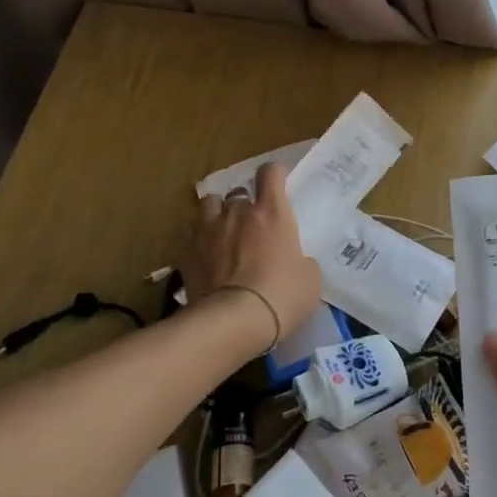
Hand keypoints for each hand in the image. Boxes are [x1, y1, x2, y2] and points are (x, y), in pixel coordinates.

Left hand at [182, 163, 321, 349]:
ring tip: (222, 231)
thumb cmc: (282, 296)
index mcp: (271, 213)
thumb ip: (301, 260)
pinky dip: (198, 242)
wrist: (234, 322)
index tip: (278, 183)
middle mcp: (238, 213)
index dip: (274, 175)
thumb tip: (294, 261)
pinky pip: (191, 236)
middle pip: (238, 193)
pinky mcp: (186, 253)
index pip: (270, 173)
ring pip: (208, 205)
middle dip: (244, 205)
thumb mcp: (310, 278)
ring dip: (216, 214)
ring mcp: (208, 231)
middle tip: (251, 225)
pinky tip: (204, 258)